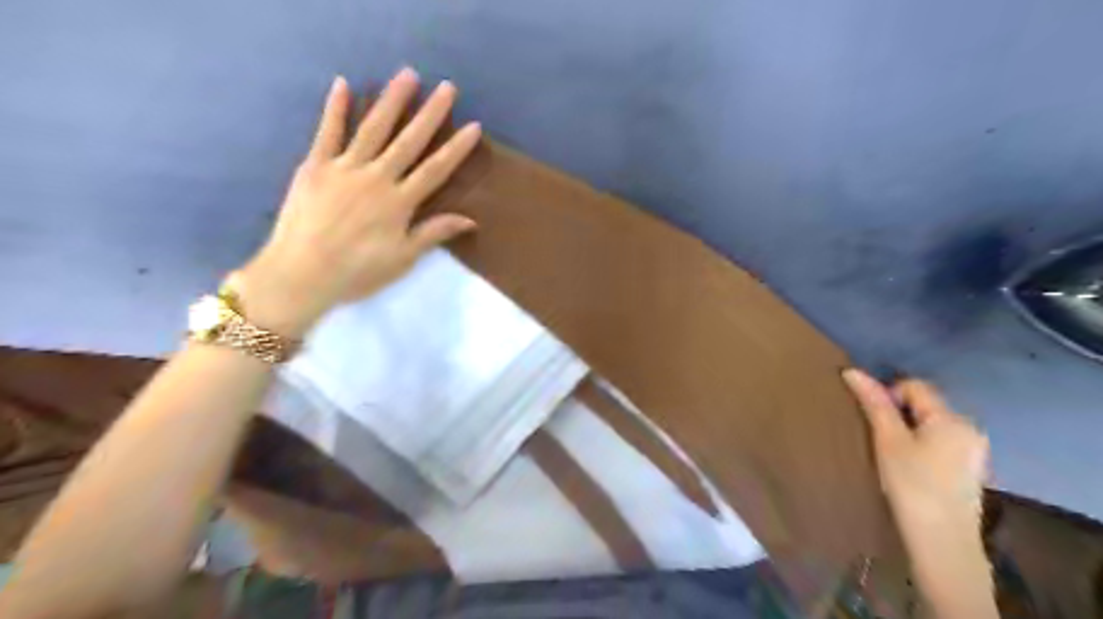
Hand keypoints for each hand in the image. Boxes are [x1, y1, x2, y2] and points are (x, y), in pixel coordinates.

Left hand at [236, 68, 477, 338]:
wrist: (302, 273)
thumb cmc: (357, 271)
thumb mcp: (402, 258)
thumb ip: (433, 233)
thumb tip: (470, 220)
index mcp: (399, 202)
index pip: (435, 170)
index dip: (455, 148)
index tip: (473, 126)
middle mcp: (376, 178)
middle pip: (408, 141)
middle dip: (430, 114)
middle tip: (447, 87)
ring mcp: (344, 168)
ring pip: (372, 128)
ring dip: (391, 101)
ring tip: (407, 75)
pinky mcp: (315, 166)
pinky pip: (327, 132)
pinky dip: (335, 108)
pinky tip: (343, 84)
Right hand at [843, 366, 985, 537]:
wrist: (942, 540)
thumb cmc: (912, 484)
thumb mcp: (887, 440)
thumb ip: (874, 403)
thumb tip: (852, 371)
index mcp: (952, 418)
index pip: (914, 386)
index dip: (888, 395)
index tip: (874, 422)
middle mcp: (970, 427)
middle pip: (925, 404)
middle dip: (900, 413)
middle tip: (881, 438)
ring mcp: (975, 449)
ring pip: (932, 423)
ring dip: (910, 429)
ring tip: (894, 454)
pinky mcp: (972, 468)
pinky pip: (942, 441)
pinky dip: (924, 445)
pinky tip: (913, 468)